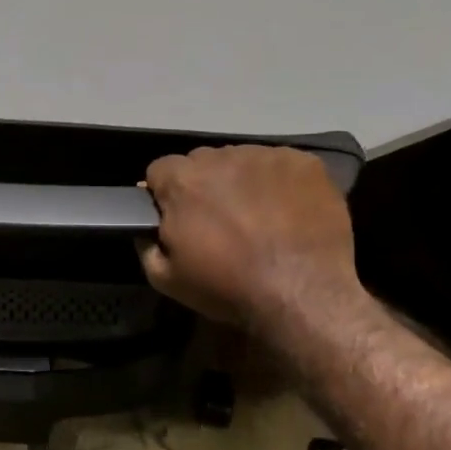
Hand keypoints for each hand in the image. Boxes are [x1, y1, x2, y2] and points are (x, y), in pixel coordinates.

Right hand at [139, 146, 363, 331]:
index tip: (179, 218)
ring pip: (243, 161)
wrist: (302, 294)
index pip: (160, 170)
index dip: (166, 194)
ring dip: (243, 182)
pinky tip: (288, 213)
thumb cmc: (228, 287)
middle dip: (206, 186)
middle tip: (221, 221)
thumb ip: (146, 245)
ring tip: (259, 218)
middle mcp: (222, 156)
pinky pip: (282, 165)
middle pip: (203, 162)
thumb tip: (146, 227)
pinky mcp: (304, 162)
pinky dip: (280, 183)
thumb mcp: (166, 279)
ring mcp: (266, 155)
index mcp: (183, 180)